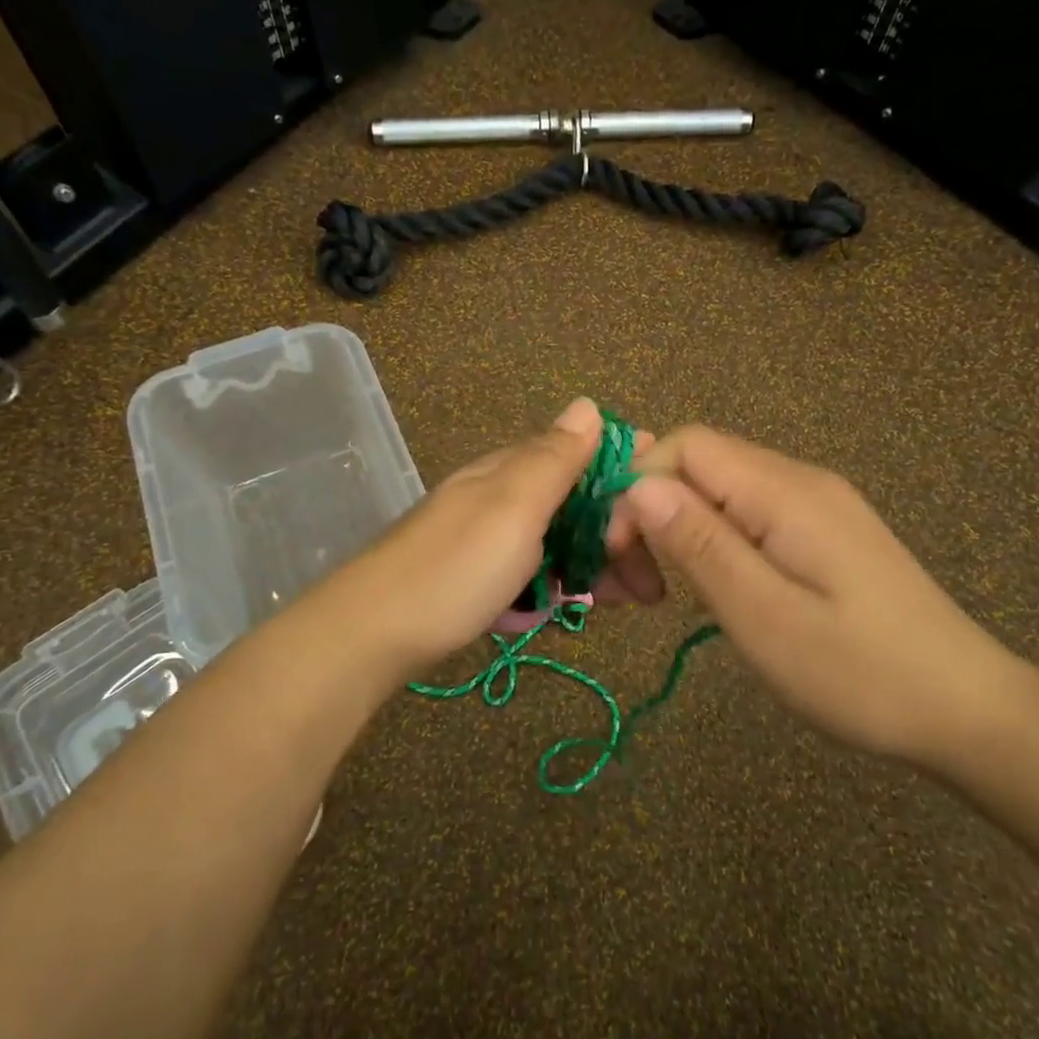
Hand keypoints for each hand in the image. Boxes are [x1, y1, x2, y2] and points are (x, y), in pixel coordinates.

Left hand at [325, 398, 663, 679]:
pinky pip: (536, 569)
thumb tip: (589, 404)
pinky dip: (564, 584)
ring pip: (559, 539)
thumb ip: (553, 458)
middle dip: (619, 536)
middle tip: (651, 585)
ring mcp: (488, 537)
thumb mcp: (512, 507)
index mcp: (511, 470)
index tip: (665, 510)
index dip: (625, 478)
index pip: (581, 455)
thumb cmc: (454, 569)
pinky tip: (581, 605)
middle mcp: (501, 495)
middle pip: (575, 503)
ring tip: (631, 600)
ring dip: (598, 565)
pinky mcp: (479, 575)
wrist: (373, 634)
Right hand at [620, 426, 1025, 762]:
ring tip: (658, 596)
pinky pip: (745, 513)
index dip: (637, 486)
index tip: (619, 555)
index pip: (684, 445)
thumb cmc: (860, 673)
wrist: (966, 709)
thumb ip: (701, 544)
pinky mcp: (820, 531)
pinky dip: (708, 542)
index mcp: (784, 491)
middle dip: (648, 512)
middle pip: (696, 463)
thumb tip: (639, 485)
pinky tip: (708, 588)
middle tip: (633, 589)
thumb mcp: (765, 616)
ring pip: (716, 489)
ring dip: (674, 530)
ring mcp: (813, 504)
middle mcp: (798, 481)